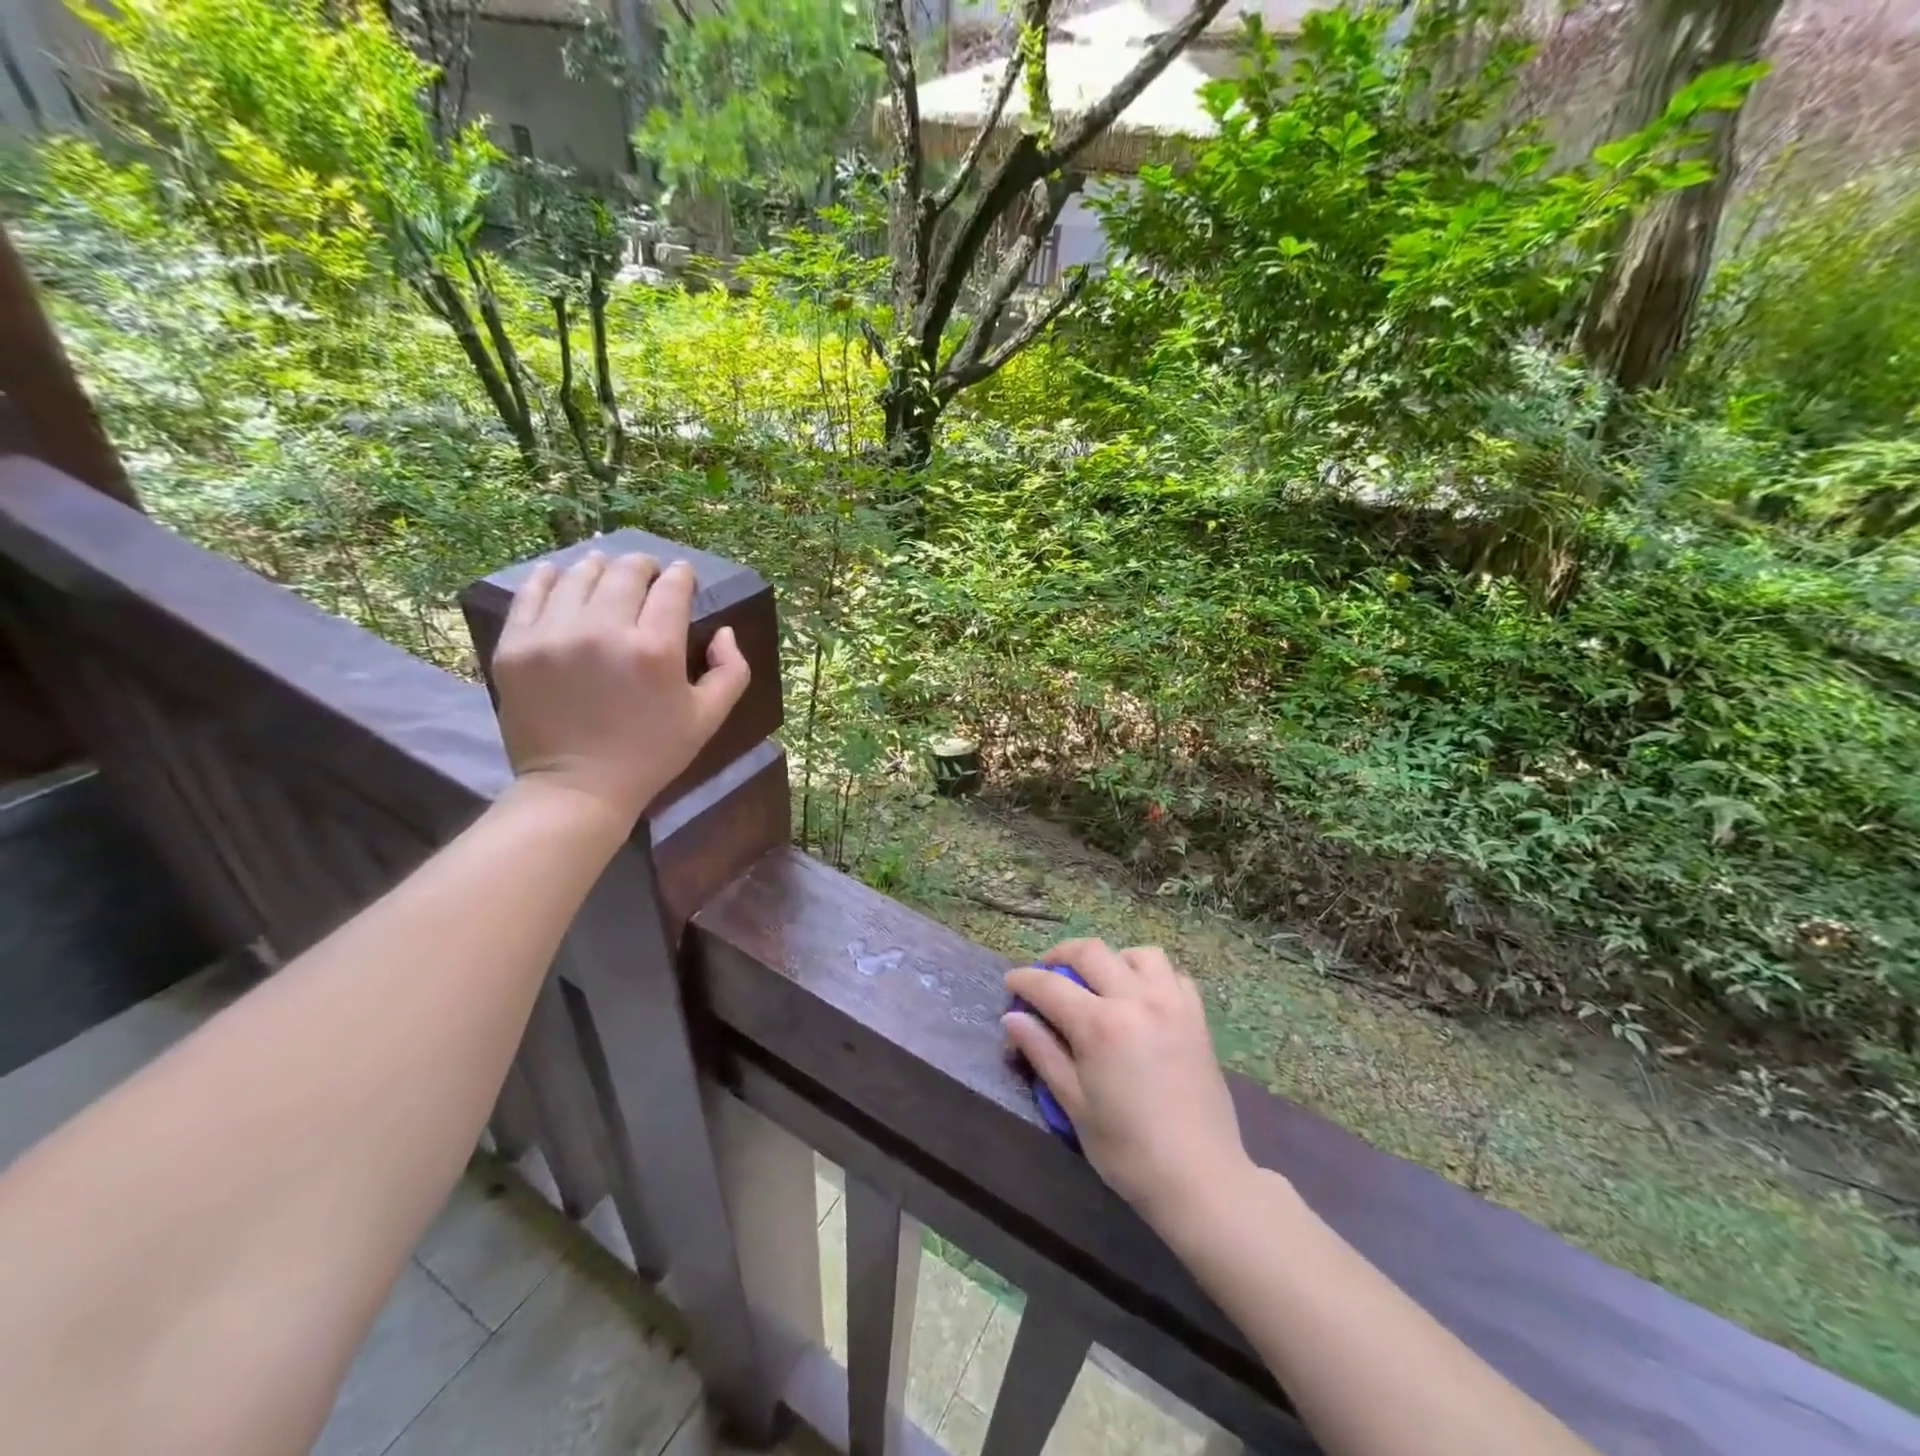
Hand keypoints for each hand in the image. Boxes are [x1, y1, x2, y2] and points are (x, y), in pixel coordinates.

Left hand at [492, 551, 749, 829]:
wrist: (578, 788)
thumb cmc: (651, 754)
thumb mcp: (709, 718)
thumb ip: (731, 669)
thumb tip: (722, 630)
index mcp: (656, 649)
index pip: (672, 588)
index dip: (682, 576)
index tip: (682, 576)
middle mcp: (604, 631)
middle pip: (626, 572)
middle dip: (643, 566)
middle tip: (647, 573)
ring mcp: (554, 636)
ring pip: (580, 575)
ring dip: (600, 568)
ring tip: (605, 573)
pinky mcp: (516, 646)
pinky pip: (531, 593)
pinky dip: (550, 578)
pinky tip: (561, 577)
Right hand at [1005, 940, 1250, 1232]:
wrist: (1200, 1179)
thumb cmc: (1127, 1151)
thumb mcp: (1074, 1105)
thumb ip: (1043, 1053)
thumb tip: (1013, 1019)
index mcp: (1100, 1025)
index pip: (1050, 986)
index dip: (1024, 980)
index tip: (1011, 983)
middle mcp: (1136, 1000)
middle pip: (1091, 952)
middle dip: (1061, 955)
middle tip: (1046, 973)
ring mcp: (1172, 1004)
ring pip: (1138, 954)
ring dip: (1111, 959)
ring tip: (1100, 981)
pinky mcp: (1197, 1017)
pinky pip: (1173, 975)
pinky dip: (1151, 976)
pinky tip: (1141, 998)